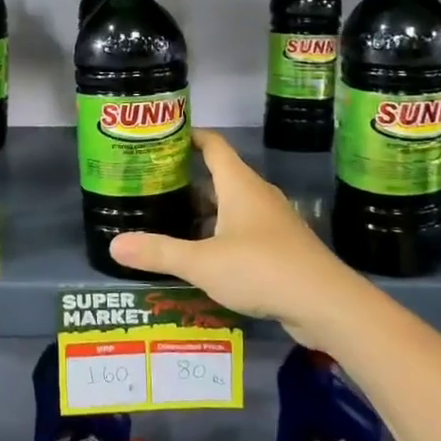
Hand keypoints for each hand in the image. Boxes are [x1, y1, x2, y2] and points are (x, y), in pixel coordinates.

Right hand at [109, 130, 361, 344]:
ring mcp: (273, 222)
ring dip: (204, 212)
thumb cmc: (262, 269)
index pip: (213, 145)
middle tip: (154, 187)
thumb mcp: (202, 262)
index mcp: (239, 185)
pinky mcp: (282, 247)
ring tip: (171, 221)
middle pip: (219, 177)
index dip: (190, 137)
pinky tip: (204, 256)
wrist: (327, 304)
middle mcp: (257, 196)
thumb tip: (114, 245)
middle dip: (188, 181)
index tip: (163, 138)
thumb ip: (158, 252)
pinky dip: (221, 235)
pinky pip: (244, 230)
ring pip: (232, 207)